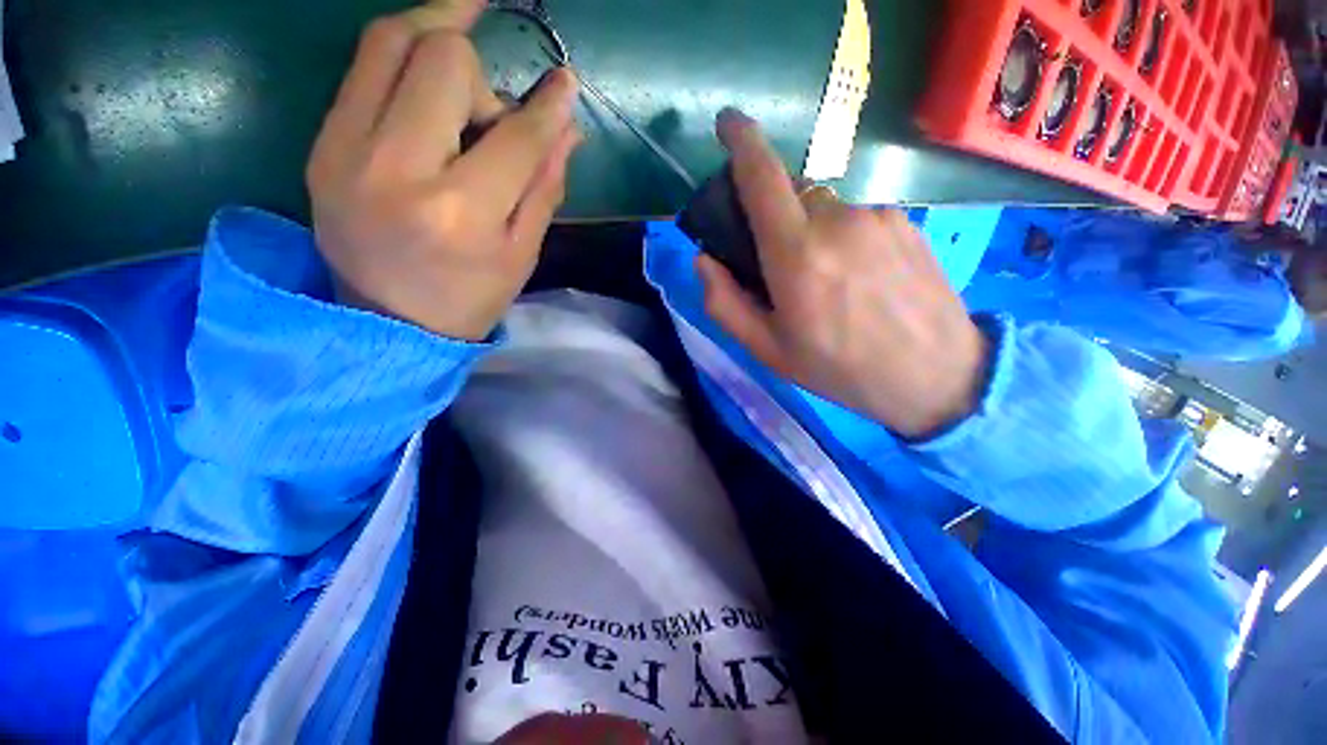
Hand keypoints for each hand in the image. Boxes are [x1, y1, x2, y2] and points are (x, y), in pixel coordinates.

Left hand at [306, 0, 582, 339]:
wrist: (386, 325)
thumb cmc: (469, 297)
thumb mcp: (522, 253)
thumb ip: (544, 184)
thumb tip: (567, 124)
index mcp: (461, 212)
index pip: (515, 135)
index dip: (548, 104)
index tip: (565, 80)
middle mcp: (398, 169)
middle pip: (442, 60)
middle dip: (480, 70)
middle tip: (491, 107)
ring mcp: (345, 150)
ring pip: (389, 42)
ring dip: (436, 37)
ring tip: (463, 62)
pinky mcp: (321, 144)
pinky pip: (362, 69)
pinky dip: (401, 58)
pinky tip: (427, 81)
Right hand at [696, 110, 989, 438]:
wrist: (937, 376)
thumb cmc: (839, 369)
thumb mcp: (767, 349)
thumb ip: (724, 303)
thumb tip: (703, 260)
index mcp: (797, 256)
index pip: (763, 177)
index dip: (741, 142)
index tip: (727, 123)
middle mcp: (837, 221)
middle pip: (791, 196)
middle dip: (775, 221)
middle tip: (782, 269)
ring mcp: (877, 216)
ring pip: (824, 208)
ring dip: (811, 234)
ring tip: (828, 284)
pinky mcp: (905, 220)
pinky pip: (856, 217)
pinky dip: (842, 237)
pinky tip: (860, 279)